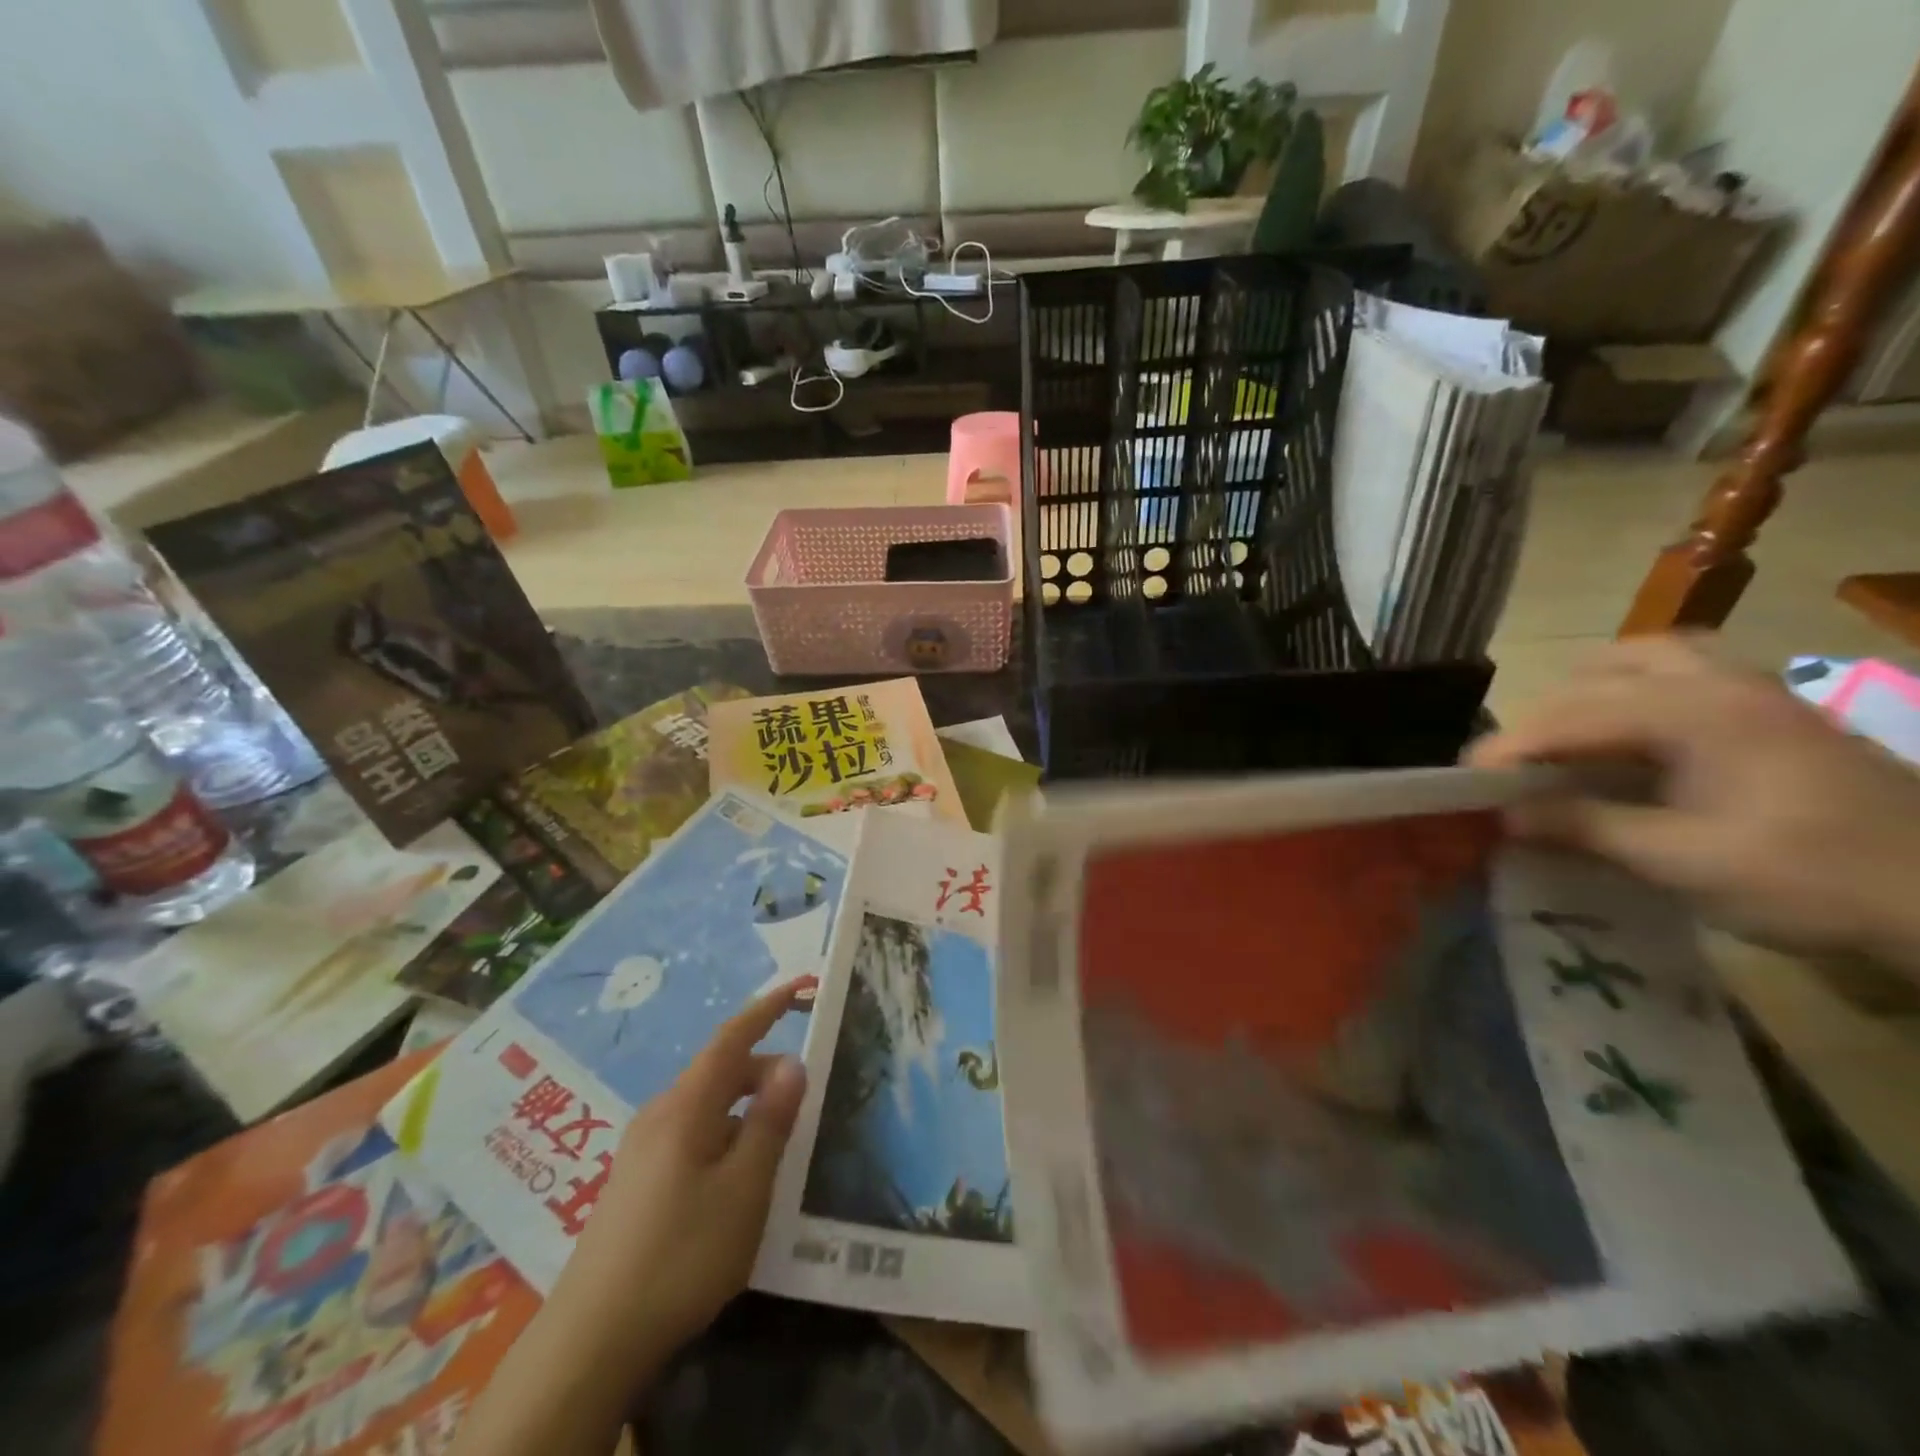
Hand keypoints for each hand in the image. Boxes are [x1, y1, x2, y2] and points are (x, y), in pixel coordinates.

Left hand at [450, 984, 808, 1455]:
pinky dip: (725, 1136)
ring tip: (777, 1148)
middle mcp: (660, 1114)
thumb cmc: (680, 1254)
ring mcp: (642, 1149)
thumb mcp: (744, 1188)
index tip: (801, 985)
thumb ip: (770, 1121)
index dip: (768, 1008)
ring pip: (707, 1107)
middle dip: (765, 1072)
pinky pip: (692, 1135)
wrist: (590, 1342)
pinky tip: (737, 1182)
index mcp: (686, 1106)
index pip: (732, 1038)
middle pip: (720, 1072)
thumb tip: (792, 1063)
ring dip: (746, 1110)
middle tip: (804, 1102)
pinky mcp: (636, 1181)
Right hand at [1469, 635, 1919, 965]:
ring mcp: (1754, 691)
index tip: (1464, 782)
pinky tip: (1627, 737)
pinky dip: (1633, 694)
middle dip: (1543, 718)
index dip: (1508, 747)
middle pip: (1600, 675)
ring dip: (1589, 693)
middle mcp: (1720, 684)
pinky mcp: (1771, 711)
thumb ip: (1585, 827)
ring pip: (1644, 660)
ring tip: (1565, 740)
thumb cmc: (1815, 879)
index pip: (1571, 716)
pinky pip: (1681, 675)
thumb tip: (1504, 815)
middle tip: (1516, 768)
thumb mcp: (1684, 862)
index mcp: (1698, 713)